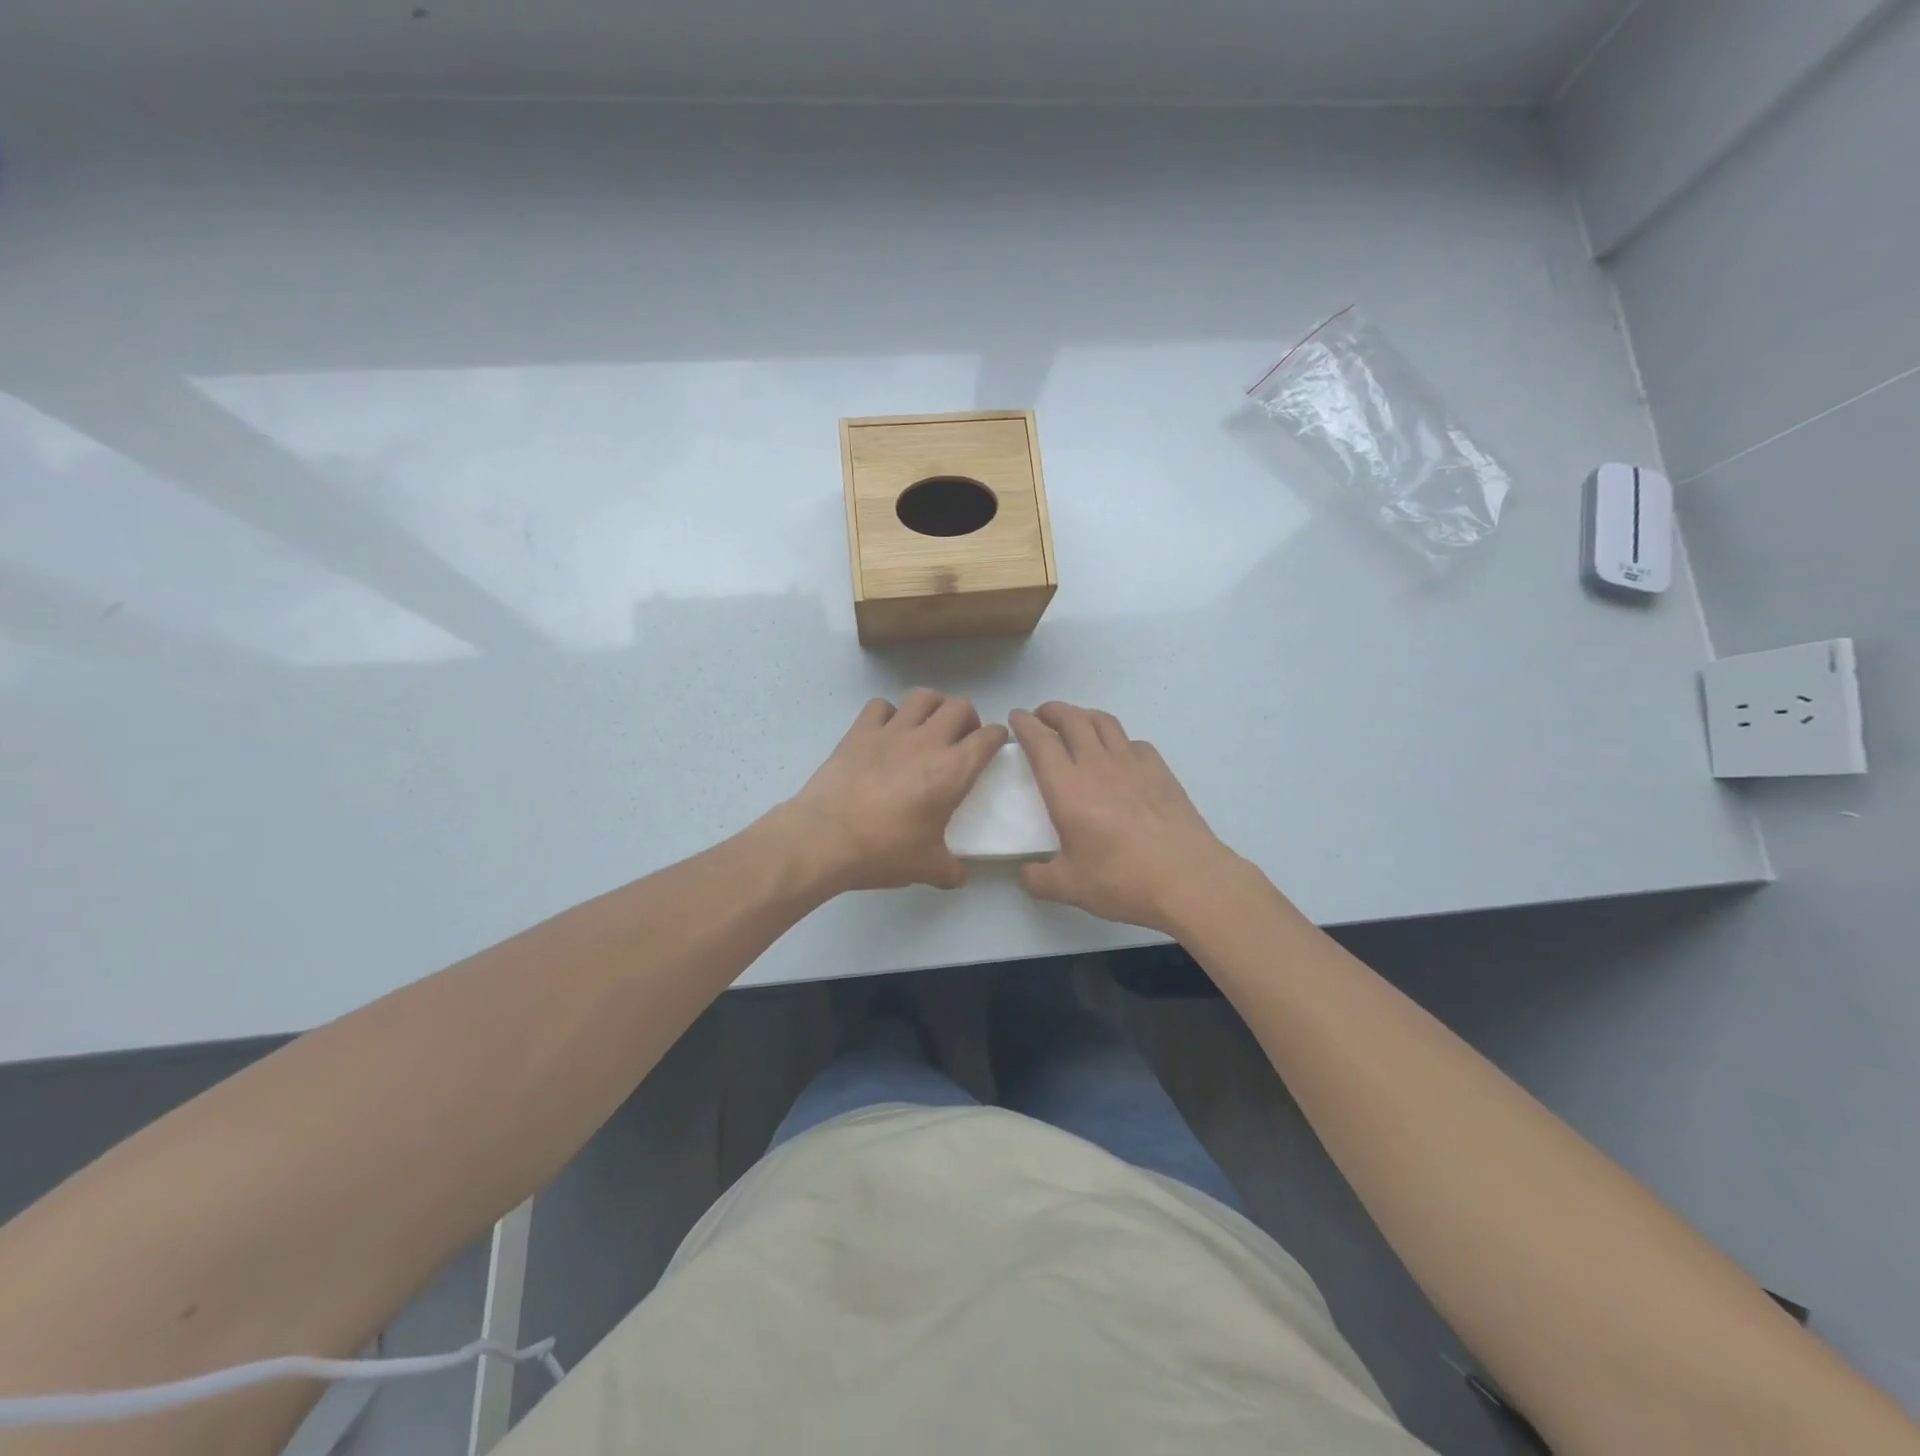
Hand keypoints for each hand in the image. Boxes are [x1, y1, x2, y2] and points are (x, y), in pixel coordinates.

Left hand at [786, 690, 1007, 893]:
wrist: (826, 839)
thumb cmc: (884, 851)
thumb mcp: (928, 868)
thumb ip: (951, 870)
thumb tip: (959, 876)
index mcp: (953, 770)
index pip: (989, 737)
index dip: (998, 737)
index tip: (994, 745)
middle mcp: (927, 741)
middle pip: (959, 705)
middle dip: (967, 717)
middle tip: (960, 738)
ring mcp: (891, 731)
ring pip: (922, 696)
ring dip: (932, 706)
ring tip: (928, 725)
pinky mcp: (859, 731)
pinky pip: (880, 706)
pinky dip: (888, 713)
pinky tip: (886, 732)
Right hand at [1011, 702, 1243, 934]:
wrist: (1188, 879)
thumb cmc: (1121, 880)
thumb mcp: (1069, 887)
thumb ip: (1038, 879)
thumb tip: (1026, 874)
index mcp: (1067, 787)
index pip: (1040, 741)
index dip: (1025, 724)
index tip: (1016, 717)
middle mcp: (1097, 765)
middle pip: (1072, 719)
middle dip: (1053, 710)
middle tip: (1042, 716)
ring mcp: (1133, 763)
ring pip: (1104, 722)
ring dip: (1084, 715)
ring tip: (1076, 724)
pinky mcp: (1160, 770)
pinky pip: (1133, 742)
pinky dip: (1118, 740)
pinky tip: (1119, 755)